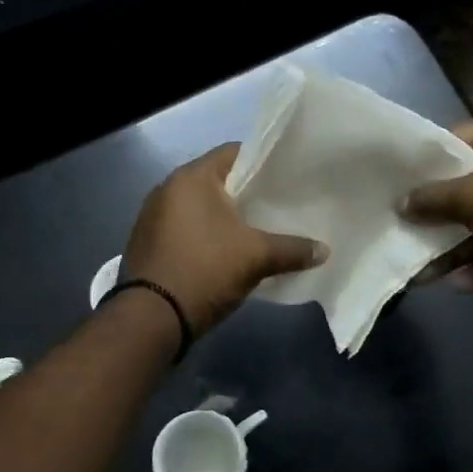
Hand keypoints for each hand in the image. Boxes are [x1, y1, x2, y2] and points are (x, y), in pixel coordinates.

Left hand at [121, 144, 327, 334]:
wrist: (151, 318)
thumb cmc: (205, 270)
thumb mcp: (256, 258)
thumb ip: (292, 249)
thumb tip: (325, 250)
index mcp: (191, 178)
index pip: (234, 153)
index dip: (262, 162)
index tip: (286, 178)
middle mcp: (167, 188)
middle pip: (216, 181)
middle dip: (245, 193)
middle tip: (277, 206)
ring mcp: (152, 216)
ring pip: (198, 207)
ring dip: (223, 217)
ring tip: (255, 230)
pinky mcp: (147, 242)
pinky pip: (183, 227)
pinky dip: (204, 234)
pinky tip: (224, 252)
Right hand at [403, 117, 472, 294]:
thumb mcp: (470, 197)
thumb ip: (432, 198)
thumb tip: (402, 203)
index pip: (459, 137)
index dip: (429, 159)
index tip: (403, 181)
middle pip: (469, 181)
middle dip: (439, 210)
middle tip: (407, 224)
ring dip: (456, 244)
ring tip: (424, 269)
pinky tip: (460, 284)